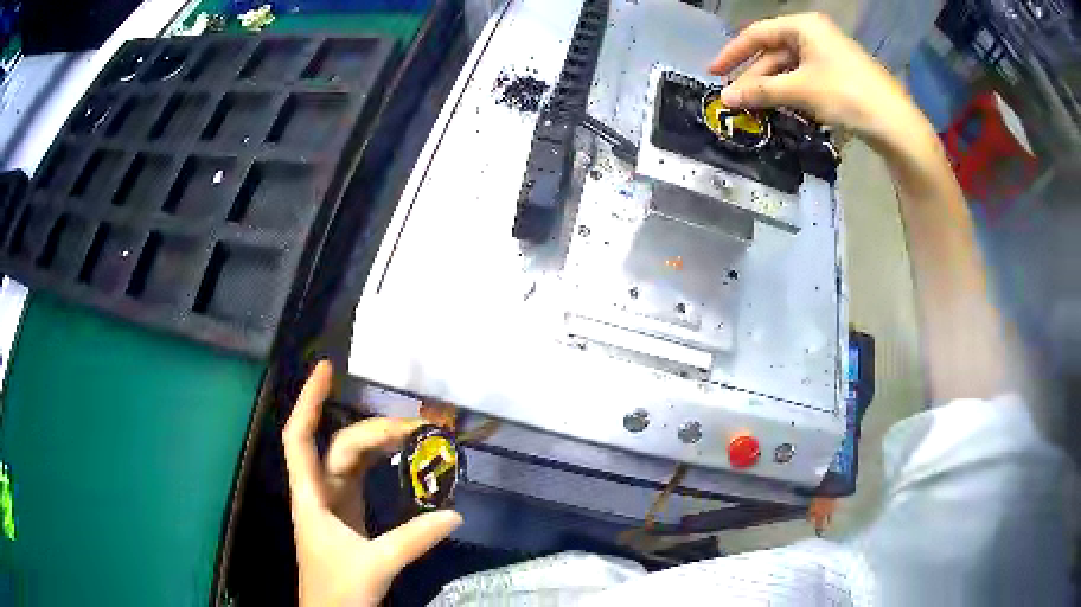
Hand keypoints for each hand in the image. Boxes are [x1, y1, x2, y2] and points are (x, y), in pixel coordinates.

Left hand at [282, 361, 462, 606]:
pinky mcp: (347, 516)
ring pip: (349, 460)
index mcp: (311, 497)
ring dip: (376, 444)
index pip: (300, 437)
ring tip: (411, 433)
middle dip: (372, 430)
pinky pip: (359, 478)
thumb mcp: (376, 565)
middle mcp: (318, 492)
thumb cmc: (338, 591)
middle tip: (415, 424)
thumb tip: (455, 514)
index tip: (325, 369)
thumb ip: (414, 539)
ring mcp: (332, 504)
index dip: (309, 401)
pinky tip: (398, 458)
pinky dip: (378, 464)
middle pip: (338, 446)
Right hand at [708, 13, 918, 145]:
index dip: (733, 53)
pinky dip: (792, 92)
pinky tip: (783, 108)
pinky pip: (806, 78)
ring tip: (756, 108)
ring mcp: (829, 54)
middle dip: (754, 76)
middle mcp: (814, 33)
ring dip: (772, 87)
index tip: (713, 72)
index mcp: (803, 25)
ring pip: (790, 67)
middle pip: (774, 51)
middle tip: (735, 99)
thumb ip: (761, 91)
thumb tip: (726, 99)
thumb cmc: (846, 95)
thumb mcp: (800, 90)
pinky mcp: (839, 74)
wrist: (895, 124)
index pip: (757, 34)